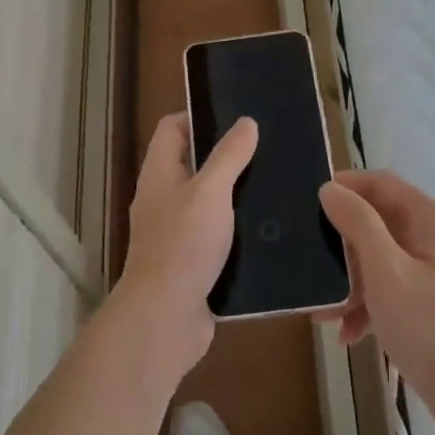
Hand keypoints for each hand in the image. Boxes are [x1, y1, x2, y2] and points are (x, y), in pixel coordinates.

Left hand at [108, 112, 257, 387]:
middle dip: (226, 156)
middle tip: (267, 150)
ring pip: (208, 201)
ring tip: (275, 185)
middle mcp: (163, 199)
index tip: (237, 118)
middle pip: (192, 163)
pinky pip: (217, 235)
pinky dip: (238, 229)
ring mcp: (176, 232)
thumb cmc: (183, 245)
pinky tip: (269, 228)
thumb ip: (228, 156)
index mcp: (159, 174)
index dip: (199, 116)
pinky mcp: (193, 262)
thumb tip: (246, 122)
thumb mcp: (210, 191)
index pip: (171, 128)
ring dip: (236, 194)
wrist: (166, 318)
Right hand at [318, 170, 434, 432]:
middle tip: (309, 263)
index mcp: (428, 220)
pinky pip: (387, 288)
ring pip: (377, 259)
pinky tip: (347, 333)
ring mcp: (431, 271)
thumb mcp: (385, 272)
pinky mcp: (427, 301)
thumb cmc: (427, 327)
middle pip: (376, 222)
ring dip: (348, 280)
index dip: (346, 186)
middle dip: (341, 245)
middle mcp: (432, 238)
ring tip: (322, 310)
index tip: (309, 203)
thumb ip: (357, 224)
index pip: (381, 183)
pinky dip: (365, 304)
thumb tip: (329, 189)